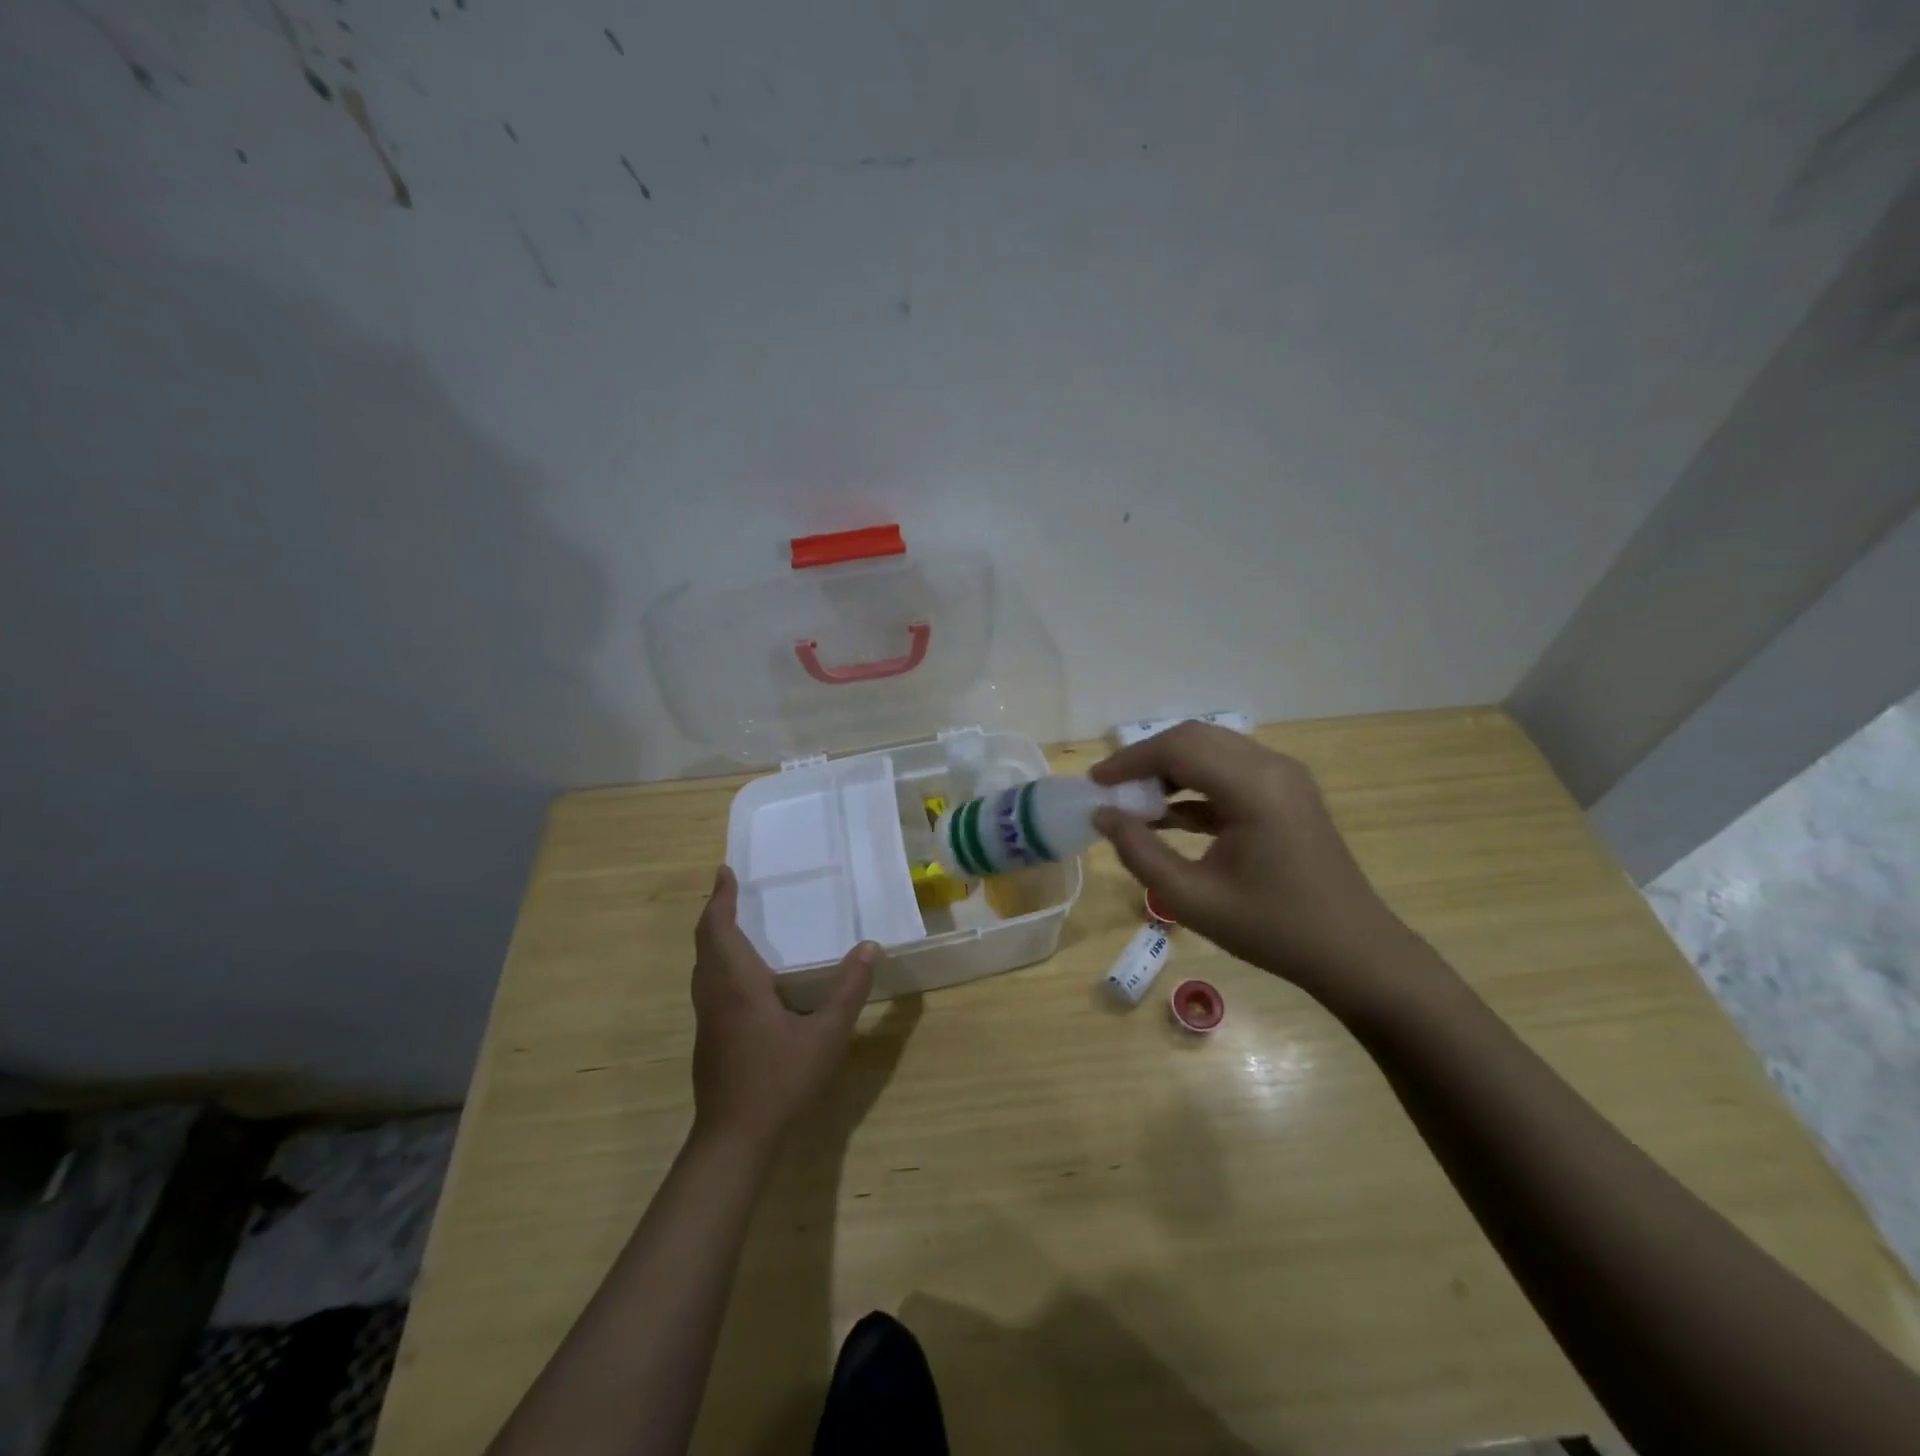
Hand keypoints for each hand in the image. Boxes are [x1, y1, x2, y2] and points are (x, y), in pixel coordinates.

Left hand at [690, 867, 877, 1149]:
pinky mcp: (709, 1039)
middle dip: (716, 913)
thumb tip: (869, 946)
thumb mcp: (826, 1035)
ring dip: (715, 939)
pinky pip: (709, 985)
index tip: (725, 872)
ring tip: (737, 924)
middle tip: (731, 891)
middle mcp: (715, 995)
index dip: (720, 899)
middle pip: (705, 944)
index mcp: (737, 984)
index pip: (718, 929)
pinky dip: (719, 963)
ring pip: (703, 966)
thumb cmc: (779, 1080)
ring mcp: (707, 1019)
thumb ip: (848, 990)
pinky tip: (744, 977)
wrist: (734, 1139)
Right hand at [1090, 722, 1426, 1007]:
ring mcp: (1284, 777)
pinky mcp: (1286, 793)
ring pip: (1212, 751)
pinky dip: (1194, 785)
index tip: (1094, 784)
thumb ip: (1139, 852)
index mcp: (1254, 787)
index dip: (1130, 761)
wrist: (1354, 953)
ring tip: (1133, 803)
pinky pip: (1230, 772)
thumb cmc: (1272, 930)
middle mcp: (1272, 767)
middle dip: (1146, 759)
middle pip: (1195, 739)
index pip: (1178, 748)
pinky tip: (1167, 816)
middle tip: (1110, 790)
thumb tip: (1103, 816)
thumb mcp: (1192, 899)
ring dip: (1169, 770)